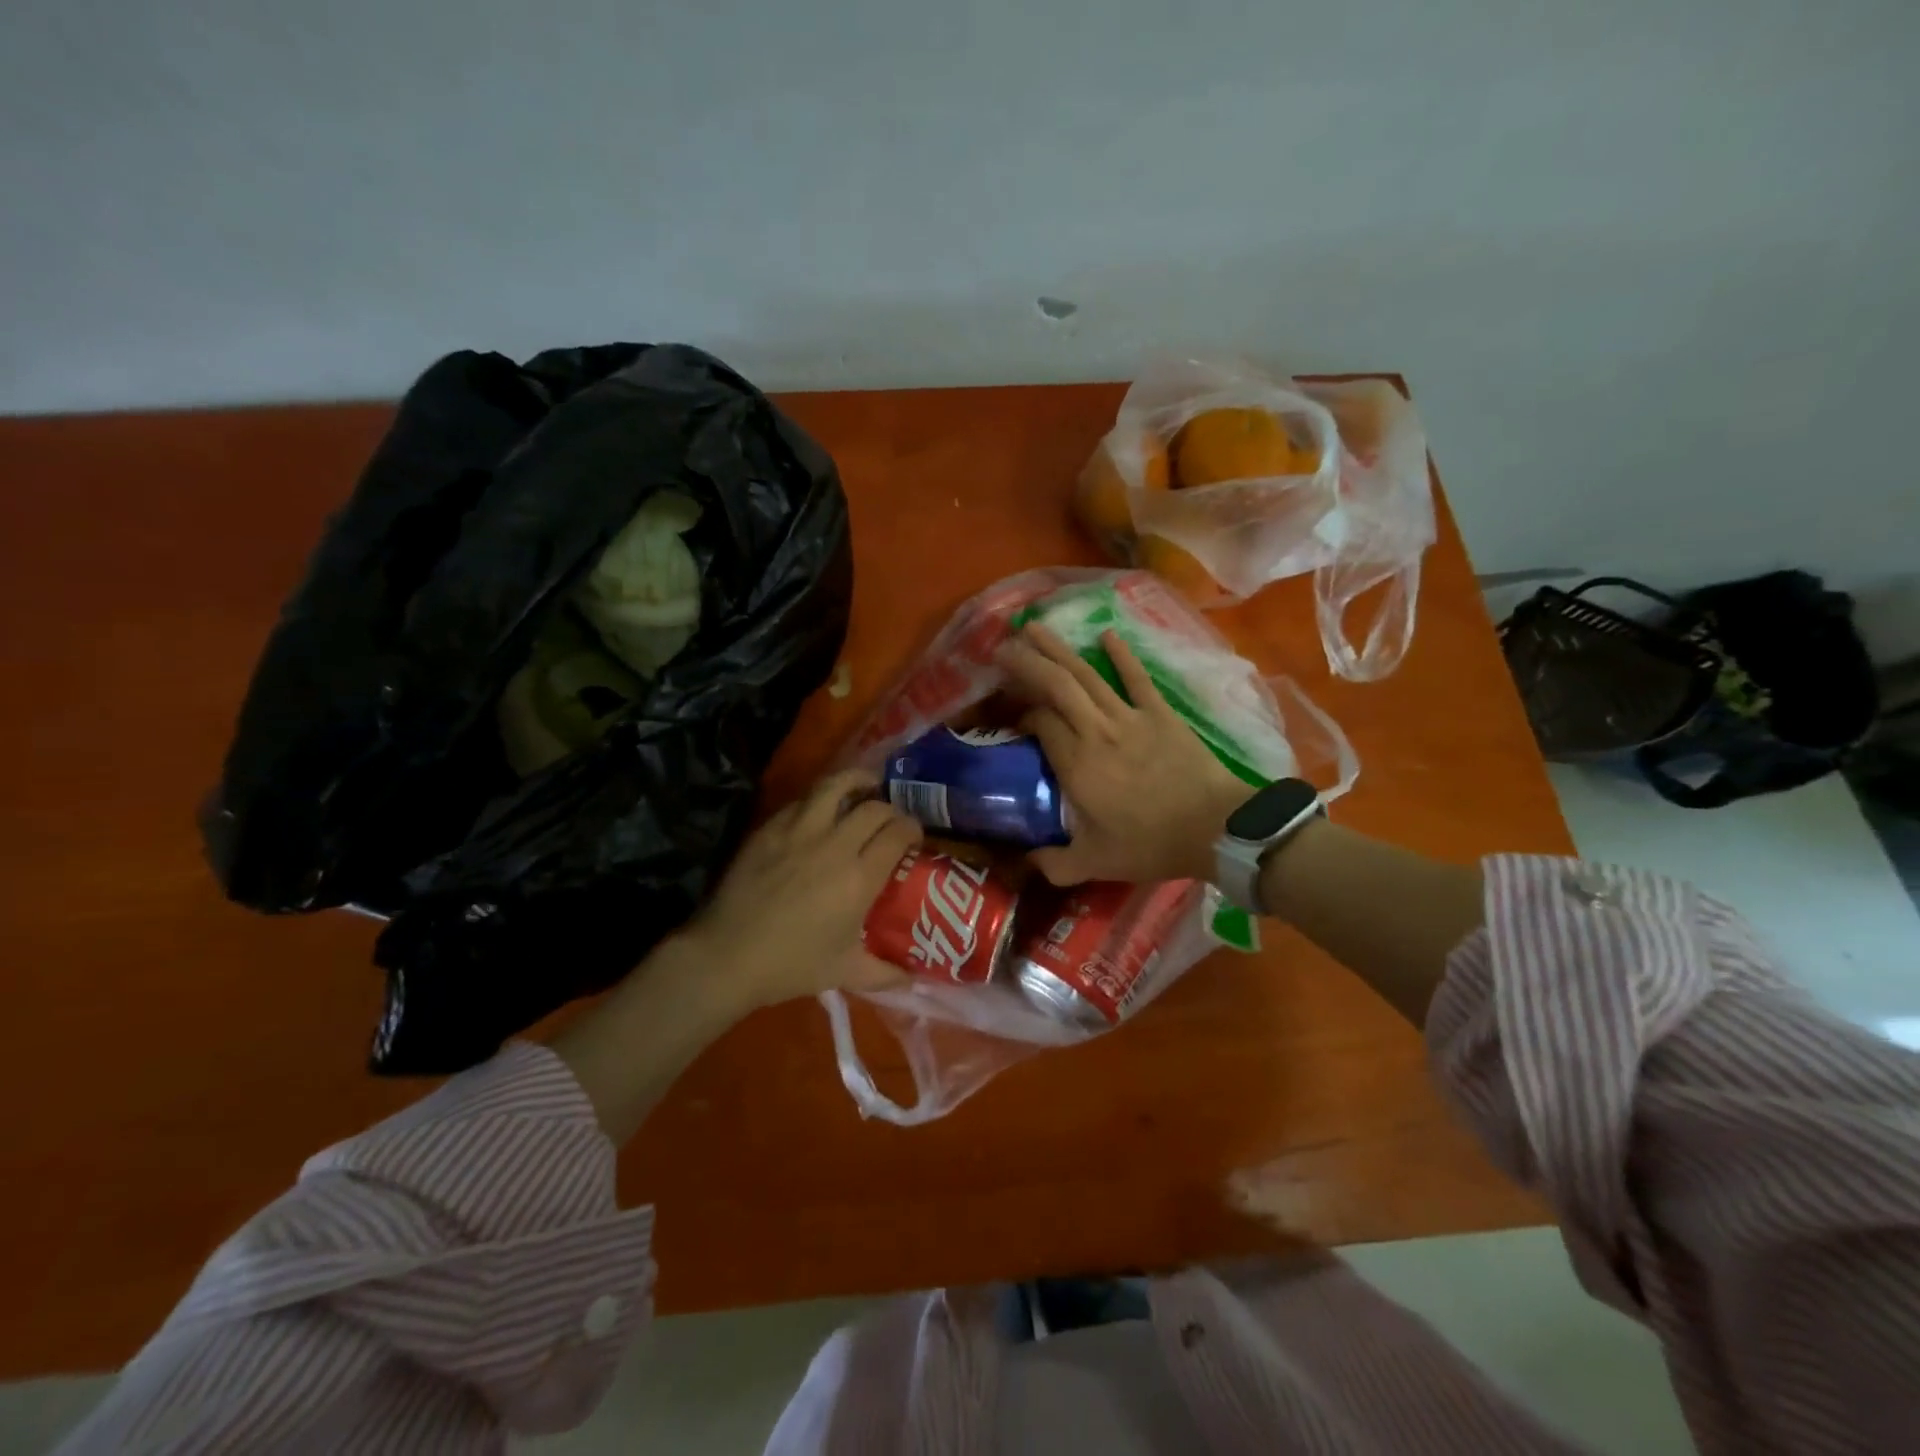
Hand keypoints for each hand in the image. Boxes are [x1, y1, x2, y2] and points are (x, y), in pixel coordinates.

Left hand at [681, 767, 922, 1011]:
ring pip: (836, 785)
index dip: (912, 828)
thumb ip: (885, 974)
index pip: (898, 833)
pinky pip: (802, 800)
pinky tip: (821, 809)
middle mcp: (835, 845)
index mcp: (859, 877)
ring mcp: (800, 831)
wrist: (727, 956)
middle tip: (891, 821)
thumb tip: (915, 980)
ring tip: (865, 786)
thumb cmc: (790, 965)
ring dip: (856, 781)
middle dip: (890, 809)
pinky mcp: (770, 828)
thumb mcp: (845, 973)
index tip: (914, 837)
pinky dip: (820, 798)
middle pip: (874, 807)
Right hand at [997, 624, 1251, 884]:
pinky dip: (1121, 656)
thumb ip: (1055, 864)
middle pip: (1055, 686)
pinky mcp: (1160, 713)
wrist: (1215, 827)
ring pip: (1086, 675)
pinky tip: (1106, 635)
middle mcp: (1096, 731)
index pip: (1039, 724)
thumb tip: (1026, 861)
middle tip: (1002, 646)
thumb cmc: (1151, 844)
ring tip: (1034, 627)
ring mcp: (1129, 717)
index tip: (1012, 719)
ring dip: (1059, 649)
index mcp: (1076, 764)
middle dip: (1027, 663)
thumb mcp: (1095, 863)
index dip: (1021, 715)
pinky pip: (1136, 678)